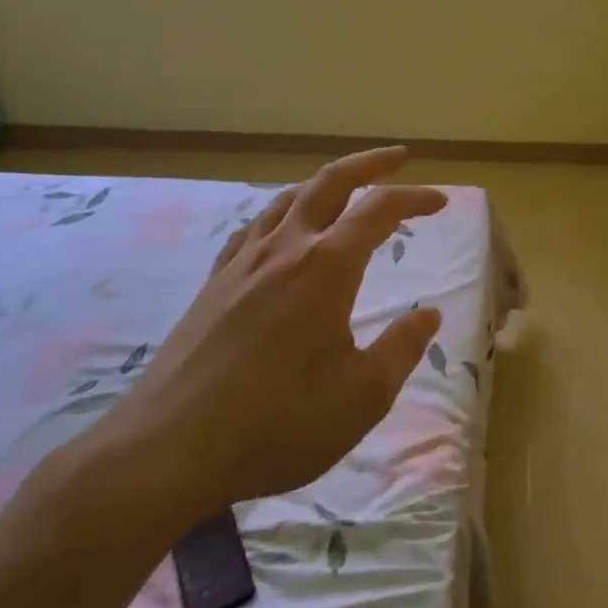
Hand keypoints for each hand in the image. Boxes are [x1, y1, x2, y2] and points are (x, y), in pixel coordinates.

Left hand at [91, 148, 444, 539]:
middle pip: (330, 183)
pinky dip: (279, 214)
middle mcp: (286, 249)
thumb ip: (402, 349)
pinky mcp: (213, 286)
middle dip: (369, 163)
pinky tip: (278, 230)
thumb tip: (430, 314)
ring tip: (344, 187)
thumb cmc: (276, 423)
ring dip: (324, 183)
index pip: (380, 210)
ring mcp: (243, 264)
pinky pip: (251, 229)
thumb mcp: (362, 397)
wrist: (167, 451)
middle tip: (398, 156)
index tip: (440, 202)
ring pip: (287, 199)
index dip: (415, 198)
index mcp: (327, 267)